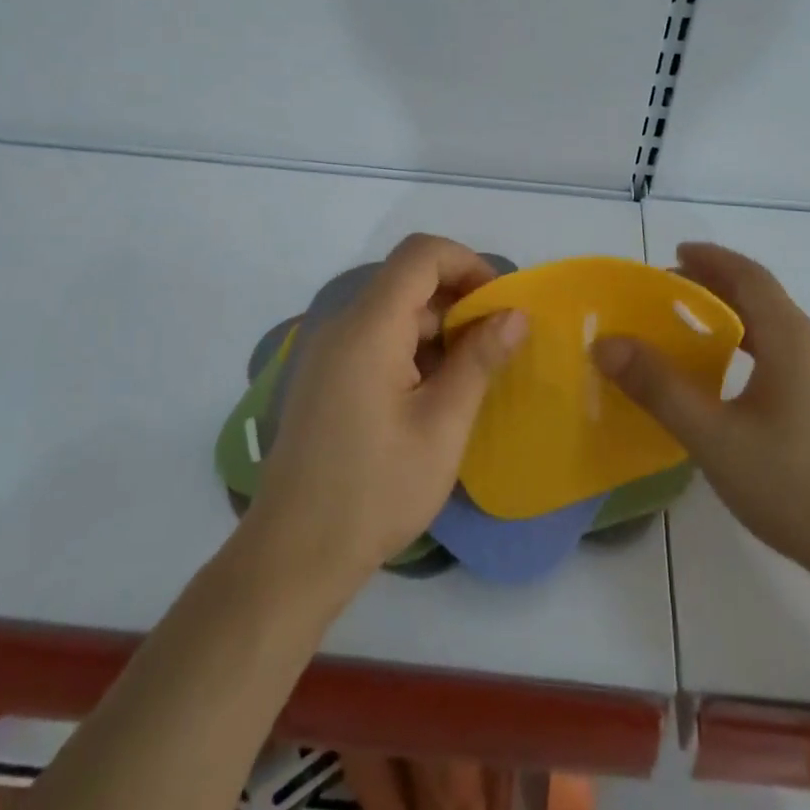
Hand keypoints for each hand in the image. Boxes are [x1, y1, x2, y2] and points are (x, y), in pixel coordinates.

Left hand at [247, 234, 527, 593]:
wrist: (294, 554)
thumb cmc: (377, 489)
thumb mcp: (443, 425)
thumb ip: (479, 360)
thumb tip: (515, 314)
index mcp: (369, 327)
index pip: (420, 255)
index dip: (467, 263)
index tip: (500, 303)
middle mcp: (343, 326)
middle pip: (407, 282)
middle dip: (459, 301)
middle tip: (497, 346)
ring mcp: (329, 353)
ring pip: (394, 313)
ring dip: (439, 330)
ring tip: (472, 377)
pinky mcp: (325, 379)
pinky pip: (376, 341)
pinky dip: (413, 352)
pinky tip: (435, 396)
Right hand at [591, 243, 809, 597]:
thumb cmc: (797, 489)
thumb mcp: (715, 439)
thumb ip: (659, 388)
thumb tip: (607, 343)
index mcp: (794, 342)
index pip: (750, 277)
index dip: (711, 259)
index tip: (675, 254)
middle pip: (765, 300)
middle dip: (716, 288)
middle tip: (670, 296)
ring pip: (780, 331)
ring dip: (736, 320)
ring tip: (696, 336)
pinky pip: (792, 358)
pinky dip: (756, 348)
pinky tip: (737, 385)